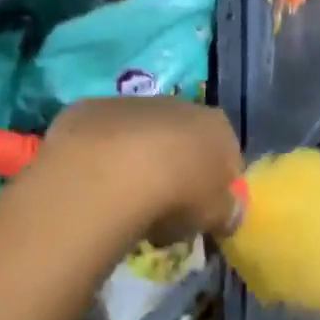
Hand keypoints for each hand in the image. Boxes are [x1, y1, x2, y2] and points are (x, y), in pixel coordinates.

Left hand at [42, 98, 242, 245]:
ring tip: (125, 204)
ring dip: (138, 164)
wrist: (111, 172)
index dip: (217, 187)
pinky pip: (103, 140)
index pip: (228, 156)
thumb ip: (227, 211)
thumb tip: (228, 213)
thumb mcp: (215, 216)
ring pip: (142, 137)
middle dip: (177, 172)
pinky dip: (103, 159)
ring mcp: (133, 103)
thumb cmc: (178, 195)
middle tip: (165, 213)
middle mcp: (179, 105)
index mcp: (217, 126)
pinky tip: (95, 186)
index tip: (203, 214)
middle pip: (183, 142)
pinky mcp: (91, 109)